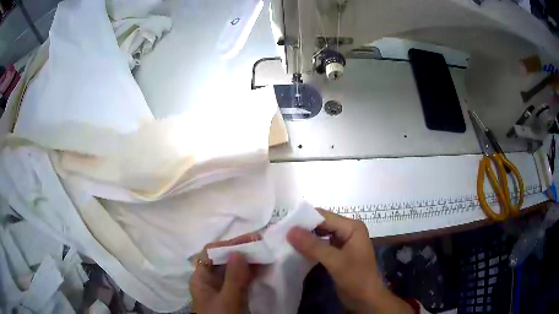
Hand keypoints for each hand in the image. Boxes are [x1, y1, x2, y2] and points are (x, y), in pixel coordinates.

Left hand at [189, 233, 260, 313]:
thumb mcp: (227, 301)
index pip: (211, 253)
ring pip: (233, 268)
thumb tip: (239, 252)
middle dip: (240, 249)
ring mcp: (221, 287)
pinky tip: (263, 267)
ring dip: (248, 259)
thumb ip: (233, 279)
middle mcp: (209, 280)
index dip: (228, 244)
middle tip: (261, 243)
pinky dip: (251, 271)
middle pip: (222, 259)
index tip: (249, 240)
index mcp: (201, 278)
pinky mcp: (232, 294)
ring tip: (265, 252)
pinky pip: (241, 278)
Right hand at [287, 209, 412, 313]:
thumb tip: (289, 230)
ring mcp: (343, 242)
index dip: (304, 219)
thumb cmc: (356, 278)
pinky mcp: (338, 253)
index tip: (283, 226)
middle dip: (303, 229)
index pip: (324, 216)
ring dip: (305, 238)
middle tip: (281, 234)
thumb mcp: (335, 262)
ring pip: (320, 235)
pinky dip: (310, 247)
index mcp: (352, 227)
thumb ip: (313, 246)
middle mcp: (348, 230)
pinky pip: (321, 245)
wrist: (366, 299)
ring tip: (285, 241)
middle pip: (322, 224)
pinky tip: (297, 251)